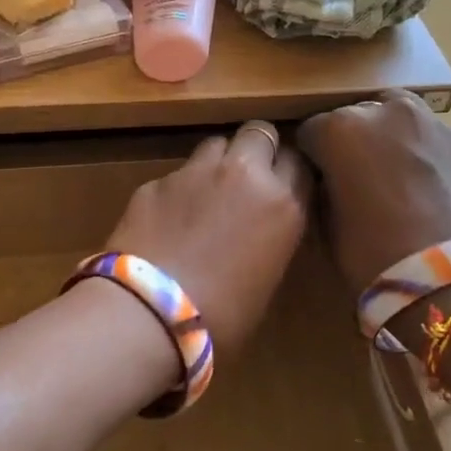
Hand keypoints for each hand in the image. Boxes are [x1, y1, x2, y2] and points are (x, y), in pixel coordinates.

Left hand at [104, 122, 310, 350]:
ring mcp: (195, 172)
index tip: (282, 188)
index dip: (289, 173)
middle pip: (260, 133)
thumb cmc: (222, 317)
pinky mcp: (155, 181)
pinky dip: (177, 191)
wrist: (150, 312)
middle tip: (246, 179)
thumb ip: (268, 240)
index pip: (300, 164)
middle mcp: (243, 175)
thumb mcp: (265, 281)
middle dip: (256, 149)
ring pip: (216, 144)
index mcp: (282, 204)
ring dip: (217, 162)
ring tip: (206, 195)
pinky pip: (175, 175)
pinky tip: (166, 221)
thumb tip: (257, 233)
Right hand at [297, 91, 450, 296]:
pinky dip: (429, 157)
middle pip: (358, 115)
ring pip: (402, 118)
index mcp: (339, 128)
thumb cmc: (371, 255)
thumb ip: (323, 184)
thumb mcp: (326, 219)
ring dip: (393, 138)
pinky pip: (437, 142)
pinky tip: (433, 191)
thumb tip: (328, 176)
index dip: (313, 155)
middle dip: (354, 140)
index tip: (319, 177)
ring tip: (398, 177)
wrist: (447, 281)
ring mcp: (434, 123)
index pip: (311, 130)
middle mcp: (386, 112)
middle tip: (360, 177)